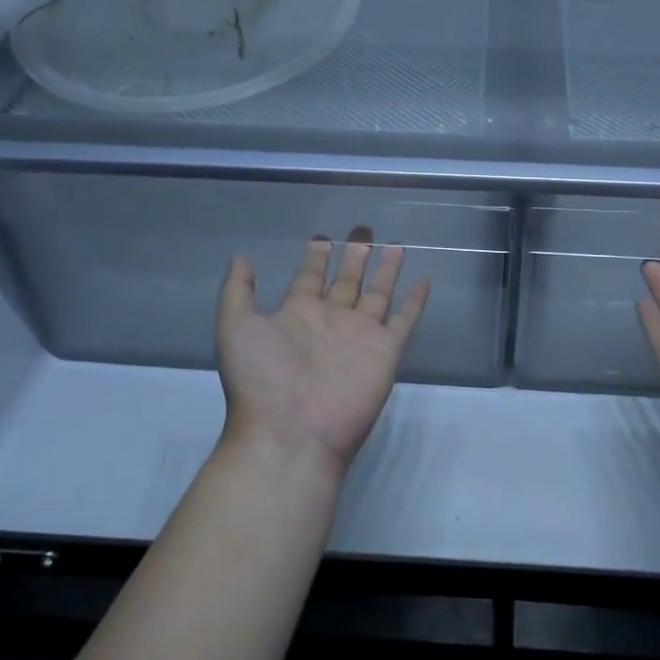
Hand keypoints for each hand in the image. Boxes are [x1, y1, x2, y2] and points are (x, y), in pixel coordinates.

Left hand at [216, 228, 429, 476]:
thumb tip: (241, 257)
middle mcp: (331, 320)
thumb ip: (238, 290)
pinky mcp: (386, 350)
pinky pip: (404, 320)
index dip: (316, 257)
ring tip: (395, 244)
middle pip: (346, 280)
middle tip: (363, 230)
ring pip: (378, 293)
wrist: (291, 430)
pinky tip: (423, 280)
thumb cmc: (261, 377)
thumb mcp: (236, 326)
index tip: (324, 236)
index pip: (309, 277)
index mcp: (297, 313)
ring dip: (386, 270)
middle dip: (354, 255)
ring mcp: (360, 335)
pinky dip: (415, 302)